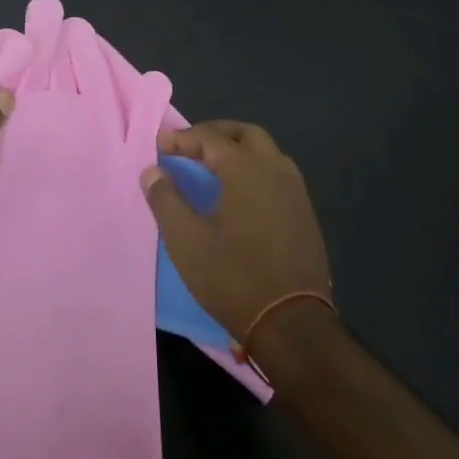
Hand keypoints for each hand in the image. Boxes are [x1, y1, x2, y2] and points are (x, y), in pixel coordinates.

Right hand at [140, 121, 332, 350]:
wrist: (292, 325)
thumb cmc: (233, 277)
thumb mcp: (186, 241)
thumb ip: (166, 200)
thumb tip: (152, 171)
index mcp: (246, 170)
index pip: (211, 138)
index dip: (183, 137)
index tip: (160, 144)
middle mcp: (276, 171)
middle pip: (246, 134)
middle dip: (215, 133)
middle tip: (190, 146)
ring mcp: (296, 193)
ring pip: (267, 152)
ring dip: (239, 150)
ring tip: (213, 166)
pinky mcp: (305, 215)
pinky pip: (278, 175)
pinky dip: (255, 170)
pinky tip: (240, 194)